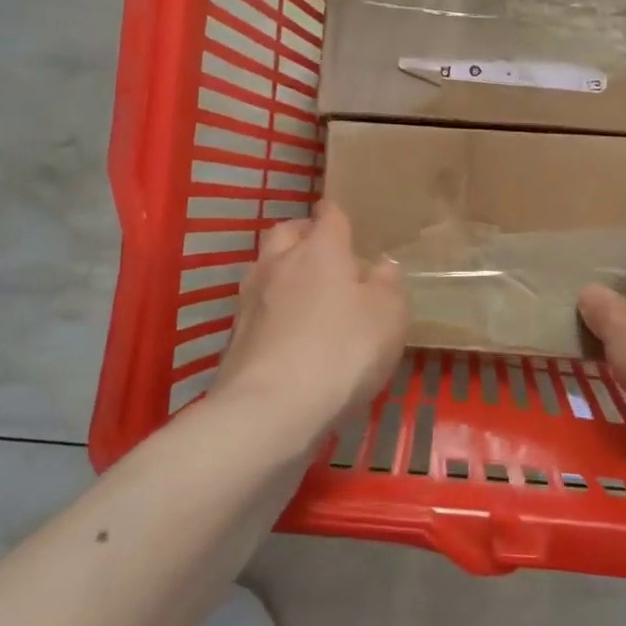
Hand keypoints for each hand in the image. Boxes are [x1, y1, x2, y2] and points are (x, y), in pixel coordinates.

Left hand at [213, 201, 408, 440]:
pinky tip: (290, 334)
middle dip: (304, 236)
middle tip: (327, 255)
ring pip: (266, 268)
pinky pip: (258, 308)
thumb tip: (381, 267)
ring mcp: (251, 299)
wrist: (270, 410)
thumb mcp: (389, 316)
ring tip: (308, 295)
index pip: (329, 215)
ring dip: (284, 273)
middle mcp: (279, 263)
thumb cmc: (341, 351)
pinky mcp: (236, 336)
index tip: (347, 221)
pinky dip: (273, 312)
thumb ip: (388, 285)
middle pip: (286, 232)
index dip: (338, 215)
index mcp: (320, 249)